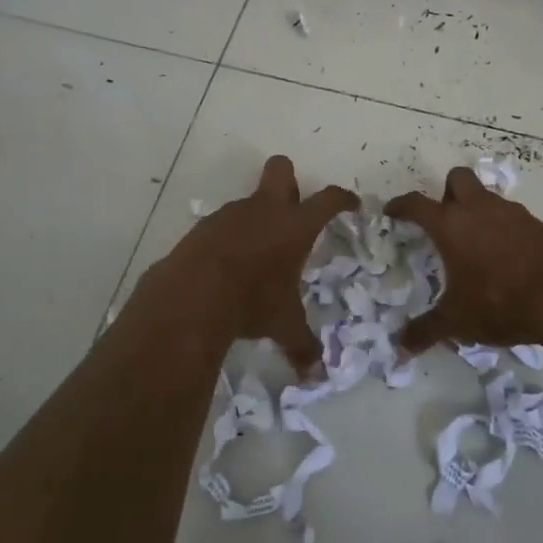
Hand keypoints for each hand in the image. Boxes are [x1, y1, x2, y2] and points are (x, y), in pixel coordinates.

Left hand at [150, 156, 356, 375]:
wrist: (192, 294)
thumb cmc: (252, 301)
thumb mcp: (283, 325)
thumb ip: (302, 345)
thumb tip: (316, 373)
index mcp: (295, 225)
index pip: (328, 199)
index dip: (342, 199)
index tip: (350, 204)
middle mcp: (265, 209)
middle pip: (281, 168)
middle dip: (290, 179)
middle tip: (293, 206)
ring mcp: (231, 214)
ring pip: (250, 201)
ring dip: (258, 218)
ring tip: (258, 254)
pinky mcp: (204, 226)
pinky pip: (224, 224)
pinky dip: (231, 238)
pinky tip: (228, 267)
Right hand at [386, 166, 542, 353]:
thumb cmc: (498, 303)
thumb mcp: (456, 321)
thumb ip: (425, 331)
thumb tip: (400, 348)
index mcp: (450, 225)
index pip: (416, 204)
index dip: (401, 206)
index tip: (392, 212)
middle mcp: (478, 209)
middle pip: (457, 178)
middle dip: (446, 192)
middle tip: (445, 220)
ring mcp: (510, 212)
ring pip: (486, 195)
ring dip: (477, 209)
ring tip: (476, 242)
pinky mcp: (535, 223)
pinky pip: (511, 215)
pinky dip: (502, 226)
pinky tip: (505, 255)